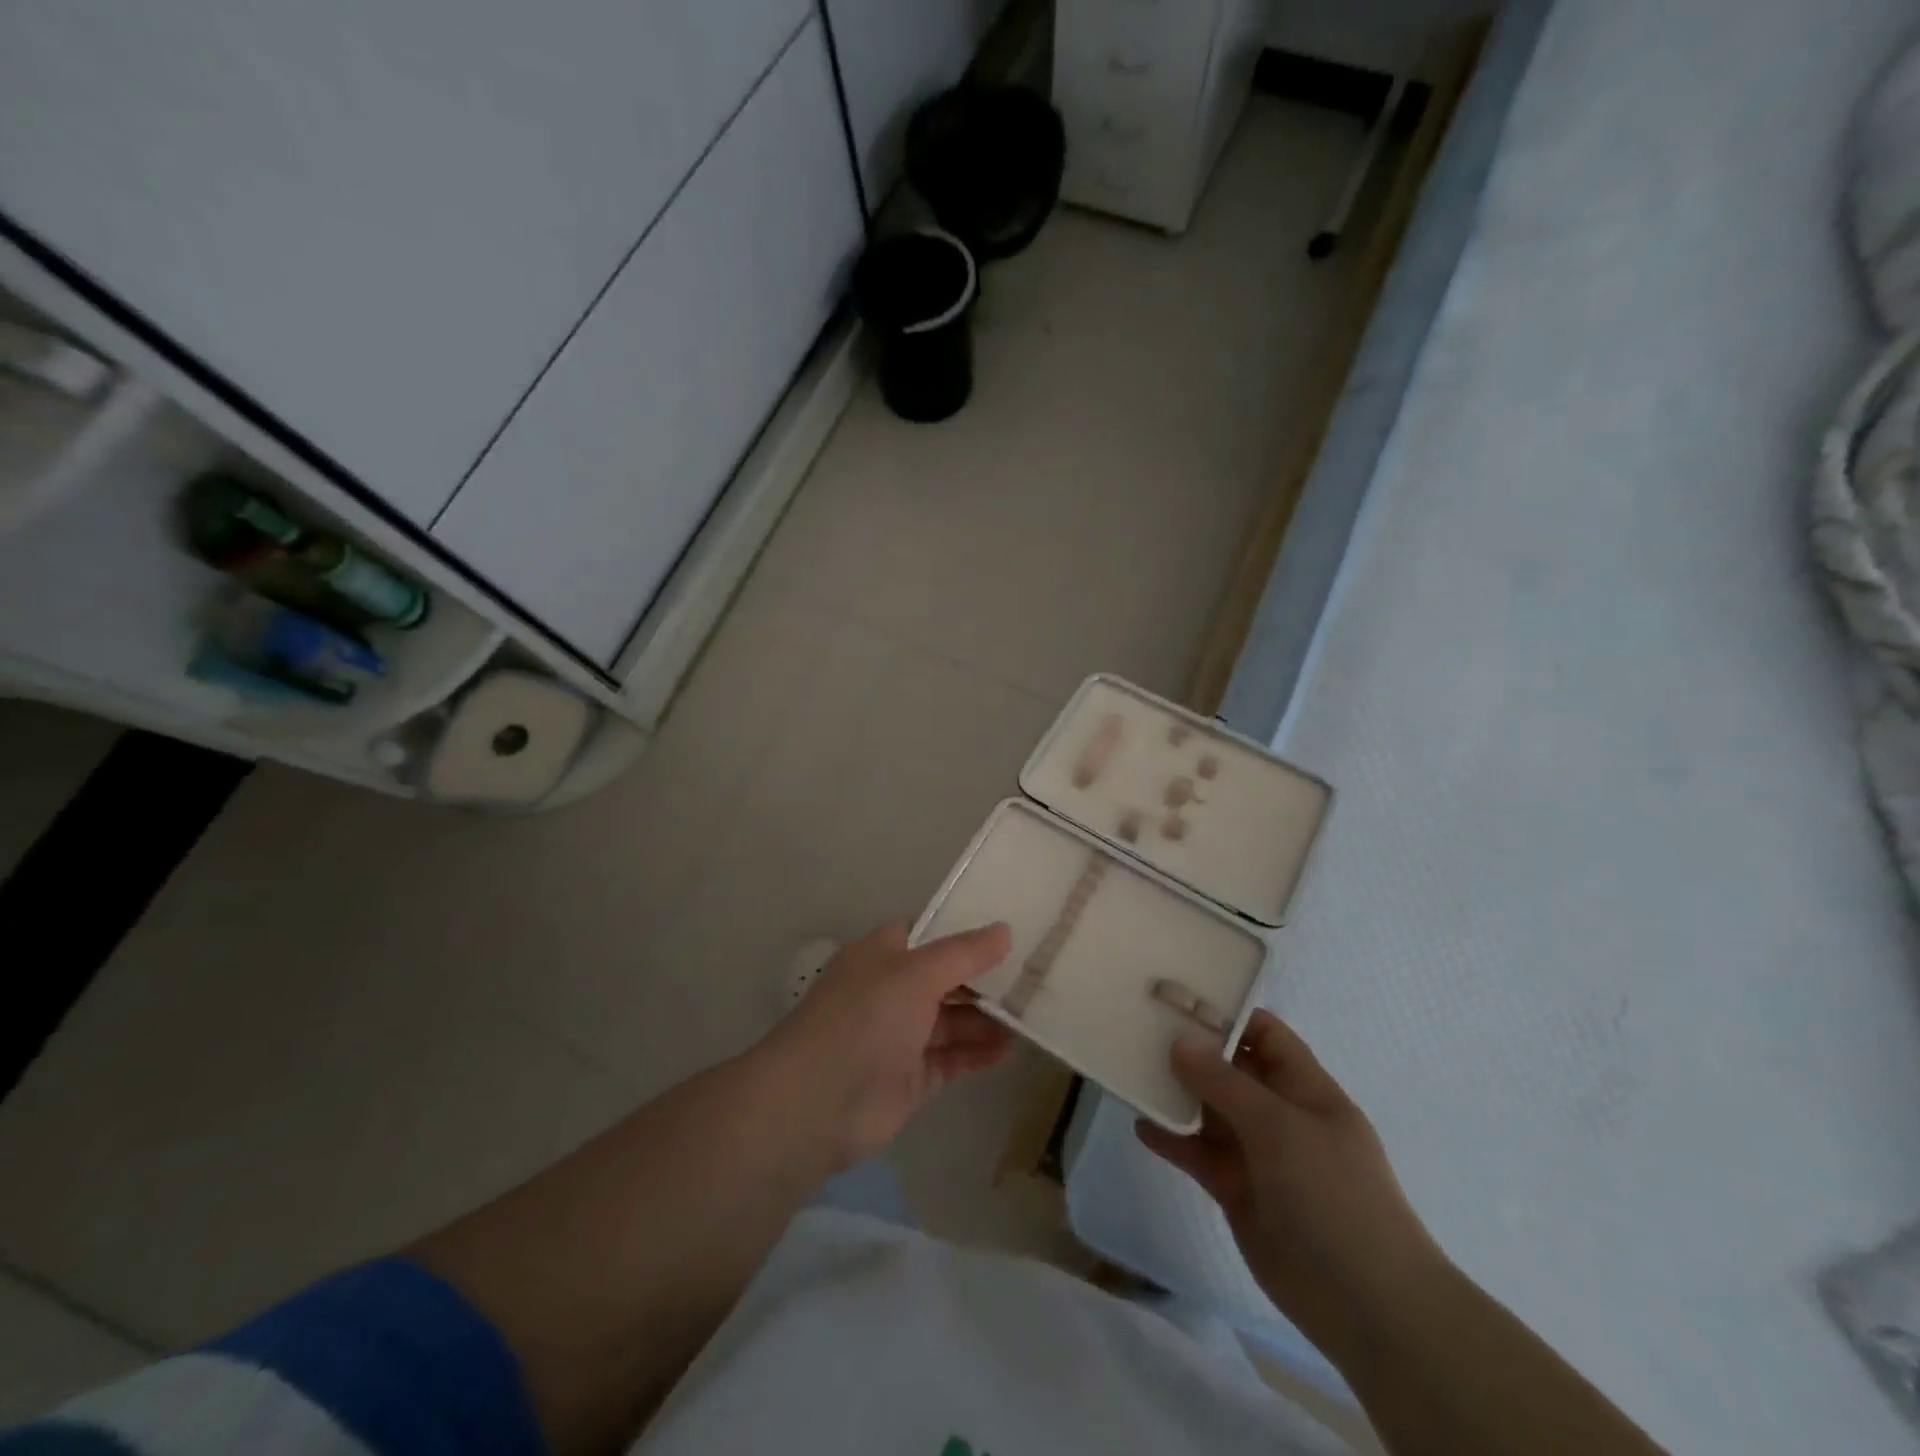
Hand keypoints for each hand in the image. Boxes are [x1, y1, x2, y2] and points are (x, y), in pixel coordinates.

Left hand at [763, 920, 1013, 1170]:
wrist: (818, 1103)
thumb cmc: (866, 1018)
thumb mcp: (917, 973)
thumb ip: (964, 953)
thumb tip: (1004, 930)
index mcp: (882, 955)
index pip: (928, 934)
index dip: (964, 931)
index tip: (1008, 931)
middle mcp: (891, 991)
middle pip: (945, 978)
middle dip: (984, 979)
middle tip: (1033, 977)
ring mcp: (900, 1037)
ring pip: (951, 1021)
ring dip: (986, 1019)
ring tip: (1031, 1016)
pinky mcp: (910, 1078)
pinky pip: (951, 1059)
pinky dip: (977, 1054)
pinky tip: (1009, 1050)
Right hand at [1136, 1011, 1446, 1363]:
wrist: (1365, 1305)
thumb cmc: (1332, 1194)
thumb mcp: (1279, 1126)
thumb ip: (1225, 1082)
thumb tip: (1180, 1040)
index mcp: (1304, 1087)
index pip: (1264, 1033)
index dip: (1225, 1014)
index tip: (1176, 1001)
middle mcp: (1279, 1113)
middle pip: (1229, 1069)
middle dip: (1190, 1050)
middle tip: (1139, 1029)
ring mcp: (1257, 1153)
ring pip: (1209, 1110)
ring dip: (1176, 1093)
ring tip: (1131, 1071)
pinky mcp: (1236, 1189)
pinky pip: (1198, 1153)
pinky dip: (1172, 1139)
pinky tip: (1140, 1124)